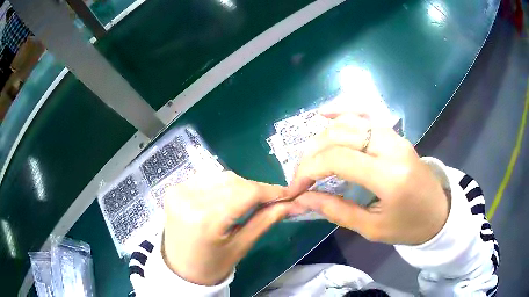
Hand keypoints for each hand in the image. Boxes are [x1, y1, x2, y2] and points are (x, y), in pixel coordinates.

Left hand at [162, 171, 291, 285]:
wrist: (180, 269)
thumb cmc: (212, 265)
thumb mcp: (241, 246)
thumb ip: (266, 221)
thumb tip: (292, 204)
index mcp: (206, 219)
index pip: (245, 193)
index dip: (270, 191)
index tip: (287, 193)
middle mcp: (189, 199)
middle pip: (233, 181)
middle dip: (255, 189)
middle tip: (270, 200)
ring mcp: (179, 191)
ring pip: (221, 177)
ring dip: (240, 186)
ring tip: (248, 202)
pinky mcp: (175, 189)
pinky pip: (207, 179)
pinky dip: (222, 185)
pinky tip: (227, 199)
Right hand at [289, 112, 448, 244]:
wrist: (439, 212)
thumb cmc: (408, 226)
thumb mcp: (372, 229)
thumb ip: (336, 211)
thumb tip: (303, 199)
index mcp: (389, 176)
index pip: (338, 159)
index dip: (309, 169)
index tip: (295, 187)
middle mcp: (392, 147)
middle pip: (340, 135)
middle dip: (312, 154)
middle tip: (300, 175)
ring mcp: (395, 136)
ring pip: (350, 122)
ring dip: (323, 137)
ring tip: (311, 157)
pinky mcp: (395, 134)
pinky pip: (364, 116)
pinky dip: (342, 113)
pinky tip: (325, 113)